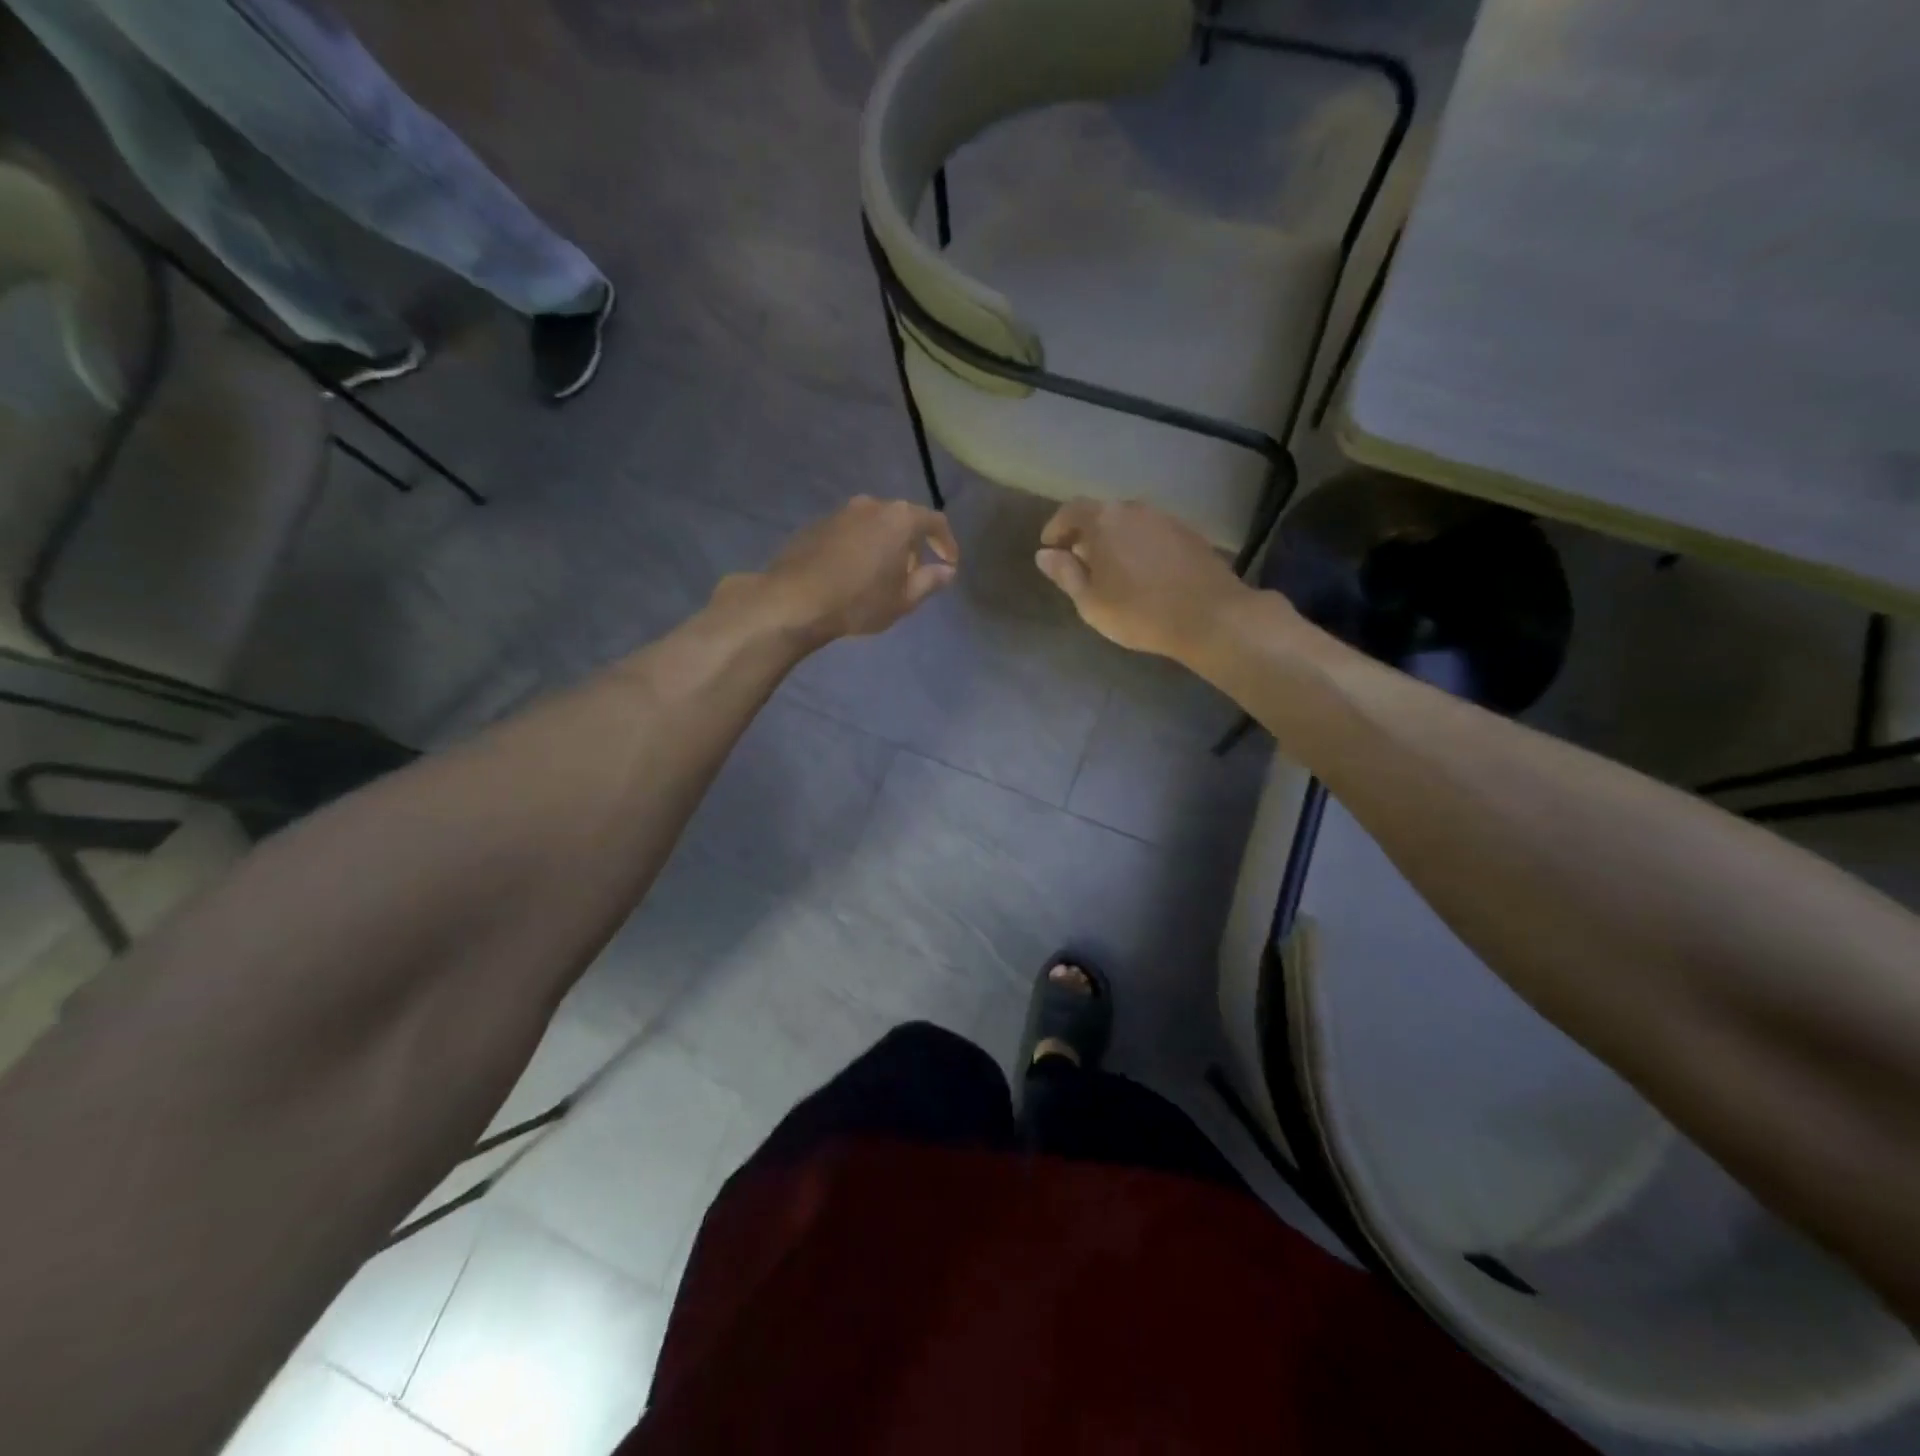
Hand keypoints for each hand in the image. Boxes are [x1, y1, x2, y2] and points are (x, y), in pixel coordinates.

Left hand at [745, 495, 958, 643]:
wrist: (795, 599)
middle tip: (912, 574)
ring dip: (884, 545)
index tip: (948, 564)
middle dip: (912, 545)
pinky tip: (852, 574)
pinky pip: (850, 532)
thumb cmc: (859, 600)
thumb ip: (929, 581)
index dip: (946, 543)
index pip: (935, 522)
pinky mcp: (817, 524)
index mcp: (900, 518)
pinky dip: (859, 547)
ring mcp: (841, 512)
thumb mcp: (903, 599)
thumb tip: (947, 571)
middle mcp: (872, 505)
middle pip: (903, 520)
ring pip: (874, 524)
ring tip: (881, 575)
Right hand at [1034, 498, 1253, 659]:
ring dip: (1114, 540)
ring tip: (1111, 570)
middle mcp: (1134, 509)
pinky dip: (1139, 546)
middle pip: (1102, 513)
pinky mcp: (1189, 533)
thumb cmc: (1139, 613)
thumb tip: (1045, 555)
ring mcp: (1165, 518)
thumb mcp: (1091, 601)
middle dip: (1086, 534)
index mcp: (1104, 520)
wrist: (1210, 616)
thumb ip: (1066, 574)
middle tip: (1078, 561)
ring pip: (1129, 523)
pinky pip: (1152, 533)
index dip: (1057, 528)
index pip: (1071, 511)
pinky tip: (1142, 573)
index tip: (1050, 547)